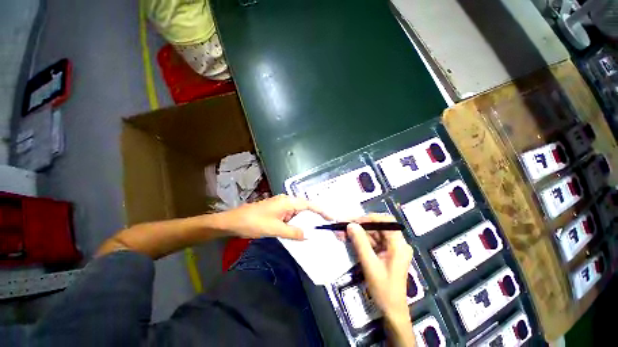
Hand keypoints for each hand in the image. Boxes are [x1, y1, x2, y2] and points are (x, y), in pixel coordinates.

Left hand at [217, 195, 329, 239]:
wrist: (233, 221)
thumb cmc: (254, 222)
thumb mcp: (275, 229)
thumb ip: (293, 232)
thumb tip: (308, 235)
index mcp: (287, 201)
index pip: (309, 204)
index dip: (321, 210)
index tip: (331, 217)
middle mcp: (286, 201)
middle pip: (305, 208)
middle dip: (315, 217)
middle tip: (325, 227)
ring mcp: (281, 206)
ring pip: (298, 213)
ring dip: (305, 221)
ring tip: (316, 230)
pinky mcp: (277, 212)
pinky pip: (291, 217)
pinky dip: (296, 224)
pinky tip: (299, 232)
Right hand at [346, 214, 413, 321]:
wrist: (391, 310)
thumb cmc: (384, 290)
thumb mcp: (370, 265)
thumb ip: (360, 243)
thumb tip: (350, 225)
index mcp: (399, 245)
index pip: (386, 222)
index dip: (369, 218)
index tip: (354, 221)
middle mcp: (397, 243)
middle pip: (378, 226)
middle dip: (359, 226)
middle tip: (343, 225)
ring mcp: (391, 247)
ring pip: (372, 233)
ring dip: (357, 232)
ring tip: (341, 232)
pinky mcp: (385, 251)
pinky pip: (371, 241)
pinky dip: (360, 239)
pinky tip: (348, 238)